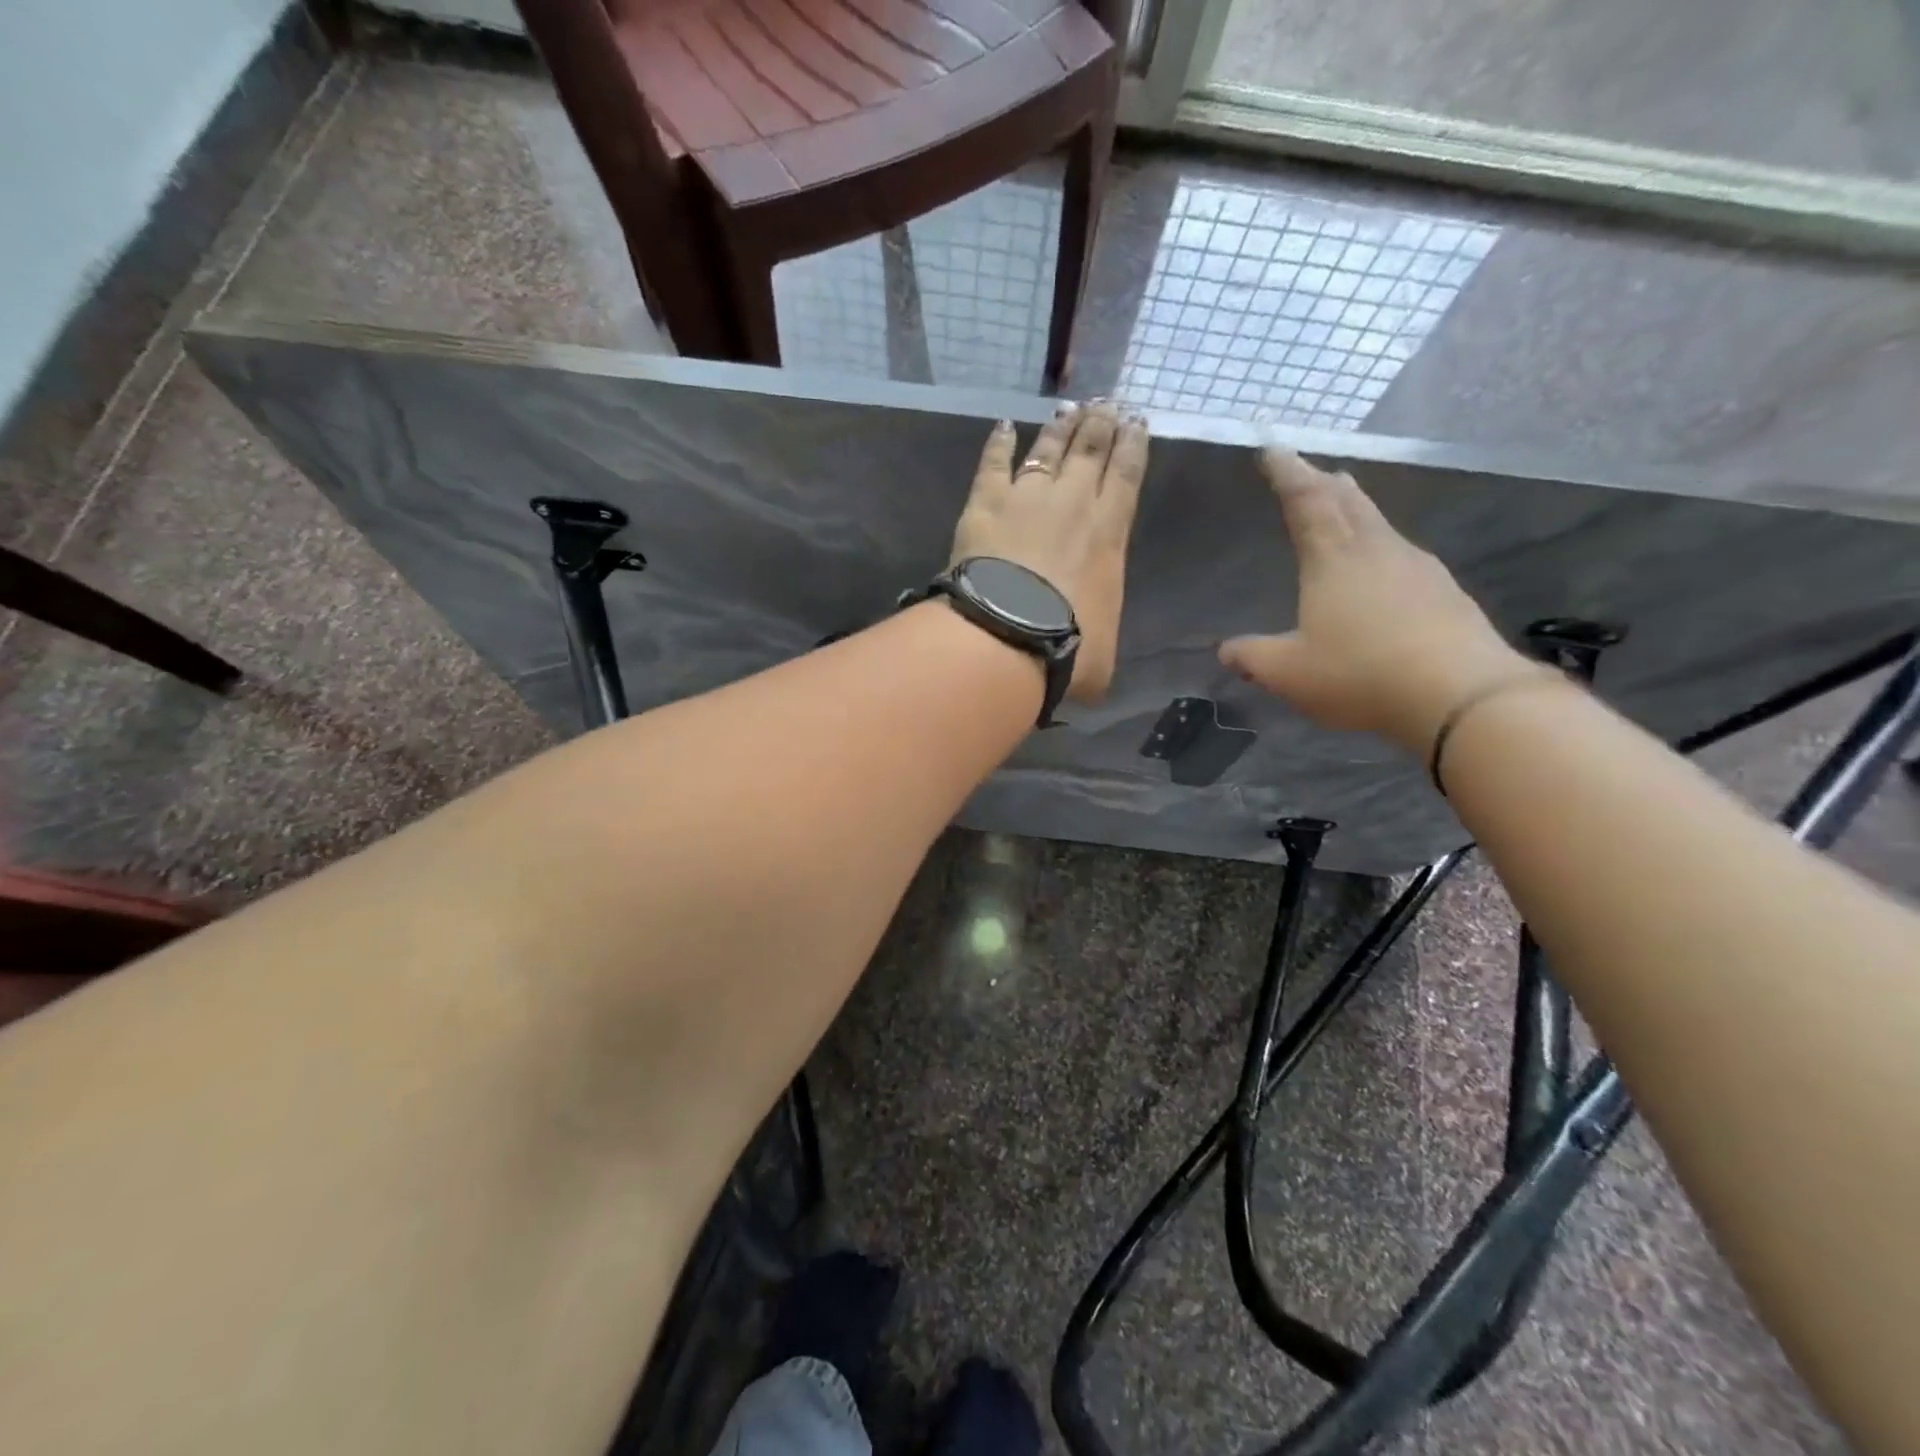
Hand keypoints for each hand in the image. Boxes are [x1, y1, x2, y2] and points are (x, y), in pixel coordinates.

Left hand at [950, 401, 1147, 701]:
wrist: (1008, 635)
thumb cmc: (1067, 647)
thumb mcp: (1103, 653)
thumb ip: (1101, 638)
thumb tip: (1093, 657)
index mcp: (1109, 533)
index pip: (1127, 475)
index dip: (1133, 444)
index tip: (1136, 420)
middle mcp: (1073, 503)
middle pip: (1090, 450)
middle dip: (1101, 424)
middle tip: (1106, 404)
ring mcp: (1027, 497)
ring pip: (1048, 448)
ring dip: (1060, 426)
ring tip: (1070, 406)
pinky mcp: (985, 503)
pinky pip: (993, 463)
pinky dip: (998, 443)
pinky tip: (1003, 426)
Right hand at [1219, 448, 1541, 753]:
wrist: (1461, 695)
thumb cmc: (1361, 674)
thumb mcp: (1289, 674)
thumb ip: (1253, 658)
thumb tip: (1226, 651)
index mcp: (1333, 559)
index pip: (1306, 501)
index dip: (1288, 473)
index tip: (1274, 449)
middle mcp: (1377, 550)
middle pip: (1348, 502)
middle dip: (1325, 484)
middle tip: (1312, 471)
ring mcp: (1418, 567)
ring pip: (1379, 524)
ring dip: (1356, 511)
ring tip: (1344, 508)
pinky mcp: (1444, 592)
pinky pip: (1402, 555)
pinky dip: (1381, 547)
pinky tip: (1383, 568)